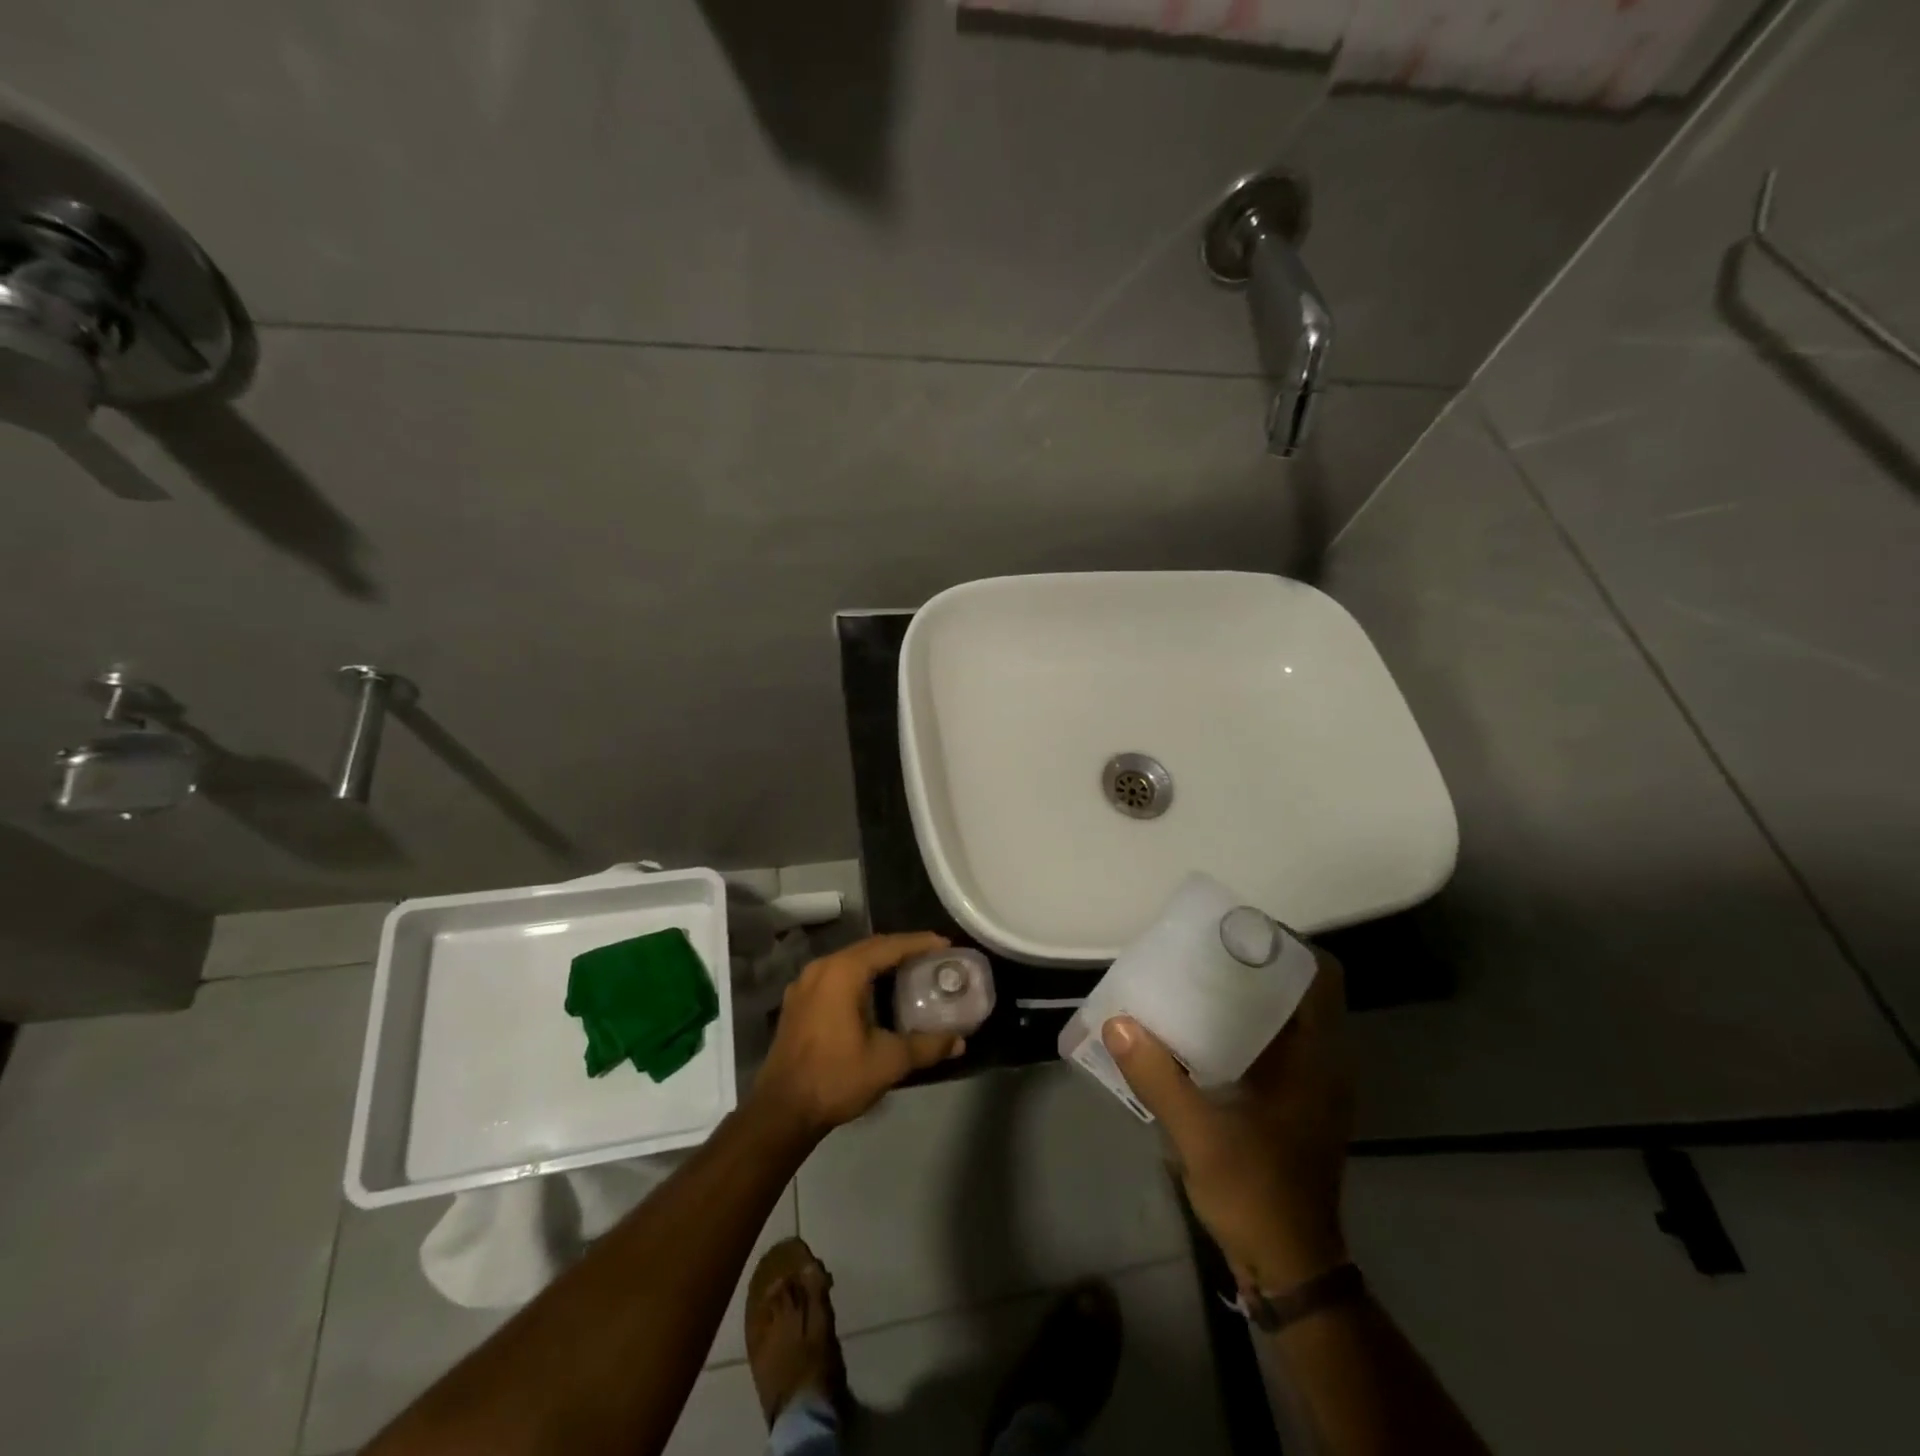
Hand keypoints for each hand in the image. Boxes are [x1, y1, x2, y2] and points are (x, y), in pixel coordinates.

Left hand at [750, 932, 965, 1141]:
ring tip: (908, 970)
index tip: (945, 944)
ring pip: (850, 960)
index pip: (888, 946)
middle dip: (901, 949)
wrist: (782, 1111)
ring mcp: (804, 984)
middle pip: (869, 948)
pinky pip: (835, 975)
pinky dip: (859, 975)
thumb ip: (926, 1046)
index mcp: (843, 972)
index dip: (919, 943)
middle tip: (931, 956)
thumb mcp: (888, 1062)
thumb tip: (960, 1041)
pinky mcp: (798, 1002)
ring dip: (879, 961)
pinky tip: (874, 992)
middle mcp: (821, 968)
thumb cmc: (836, 1078)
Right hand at [1103, 949, 1351, 1293]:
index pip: (1321, 978)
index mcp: (1317, 1060)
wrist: (1290, 1268)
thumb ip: (1158, 1076)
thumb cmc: (1256, 1195)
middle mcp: (1323, 1064)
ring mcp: (1312, 1086)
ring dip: (1246, 995)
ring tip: (1193, 980)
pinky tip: (1198, 1031)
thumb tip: (1117, 1023)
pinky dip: (1242, 1027)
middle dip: (1254, 964)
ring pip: (1286, 1018)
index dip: (1285, 945)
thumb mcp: (1200, 1135)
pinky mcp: (1296, 1104)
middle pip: (1299, 990)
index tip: (1235, 932)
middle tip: (1201, 950)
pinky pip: (1274, 1044)